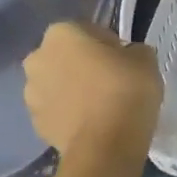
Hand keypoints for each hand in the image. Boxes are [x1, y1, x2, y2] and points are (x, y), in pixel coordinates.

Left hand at [22, 21, 162, 152]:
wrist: (105, 146)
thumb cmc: (125, 91)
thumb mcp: (146, 60)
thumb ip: (134, 51)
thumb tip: (128, 56)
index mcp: (62, 34)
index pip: (88, 31)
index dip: (108, 45)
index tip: (124, 62)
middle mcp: (38, 58)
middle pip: (66, 57)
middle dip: (83, 66)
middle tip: (112, 82)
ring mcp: (31, 94)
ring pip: (57, 84)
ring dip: (74, 90)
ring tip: (102, 107)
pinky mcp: (35, 124)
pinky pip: (56, 111)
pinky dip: (70, 113)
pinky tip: (93, 124)